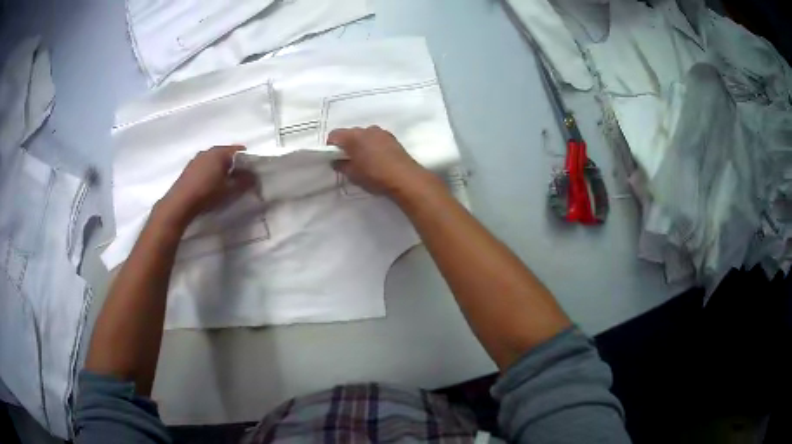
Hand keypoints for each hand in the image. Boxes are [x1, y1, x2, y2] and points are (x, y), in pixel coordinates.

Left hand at [160, 146, 256, 222]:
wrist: (180, 203)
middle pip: (226, 154)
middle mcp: (208, 151)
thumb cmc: (207, 194)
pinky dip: (211, 172)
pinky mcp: (189, 168)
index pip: (239, 151)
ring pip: (214, 160)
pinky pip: (205, 166)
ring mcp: (197, 158)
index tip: (252, 172)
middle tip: (240, 178)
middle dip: (234, 165)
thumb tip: (254, 177)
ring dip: (222, 168)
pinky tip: (211, 185)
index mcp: (220, 152)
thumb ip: (244, 182)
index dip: (248, 160)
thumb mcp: (230, 190)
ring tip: (225, 183)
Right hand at [328, 126, 430, 196]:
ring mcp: (380, 132)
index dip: (331, 146)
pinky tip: (377, 158)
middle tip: (348, 160)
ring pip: (364, 135)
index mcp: (353, 137)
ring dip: (360, 144)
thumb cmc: (375, 176)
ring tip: (364, 160)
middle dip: (346, 144)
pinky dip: (372, 145)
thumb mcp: (353, 175)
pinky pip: (376, 138)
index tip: (334, 158)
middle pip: (349, 133)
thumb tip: (336, 161)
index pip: (334, 135)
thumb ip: (341, 165)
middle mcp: (366, 129)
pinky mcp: (392, 137)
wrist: (405, 178)